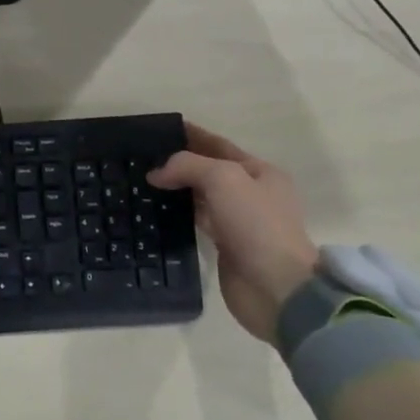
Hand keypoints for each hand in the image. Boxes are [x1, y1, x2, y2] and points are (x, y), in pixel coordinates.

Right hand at [146, 121, 316, 343]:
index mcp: (260, 172)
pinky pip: (197, 221)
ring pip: (200, 196)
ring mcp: (238, 222)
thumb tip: (156, 174)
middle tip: (142, 158)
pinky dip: (178, 214)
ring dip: (176, 189)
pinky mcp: (225, 246)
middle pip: (208, 170)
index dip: (191, 135)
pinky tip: (156, 210)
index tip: (158, 130)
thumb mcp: (223, 179)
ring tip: (142, 182)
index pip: (218, 145)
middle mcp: (251, 194)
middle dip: (179, 163)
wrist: (277, 289)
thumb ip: (187, 166)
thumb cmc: (256, 225)